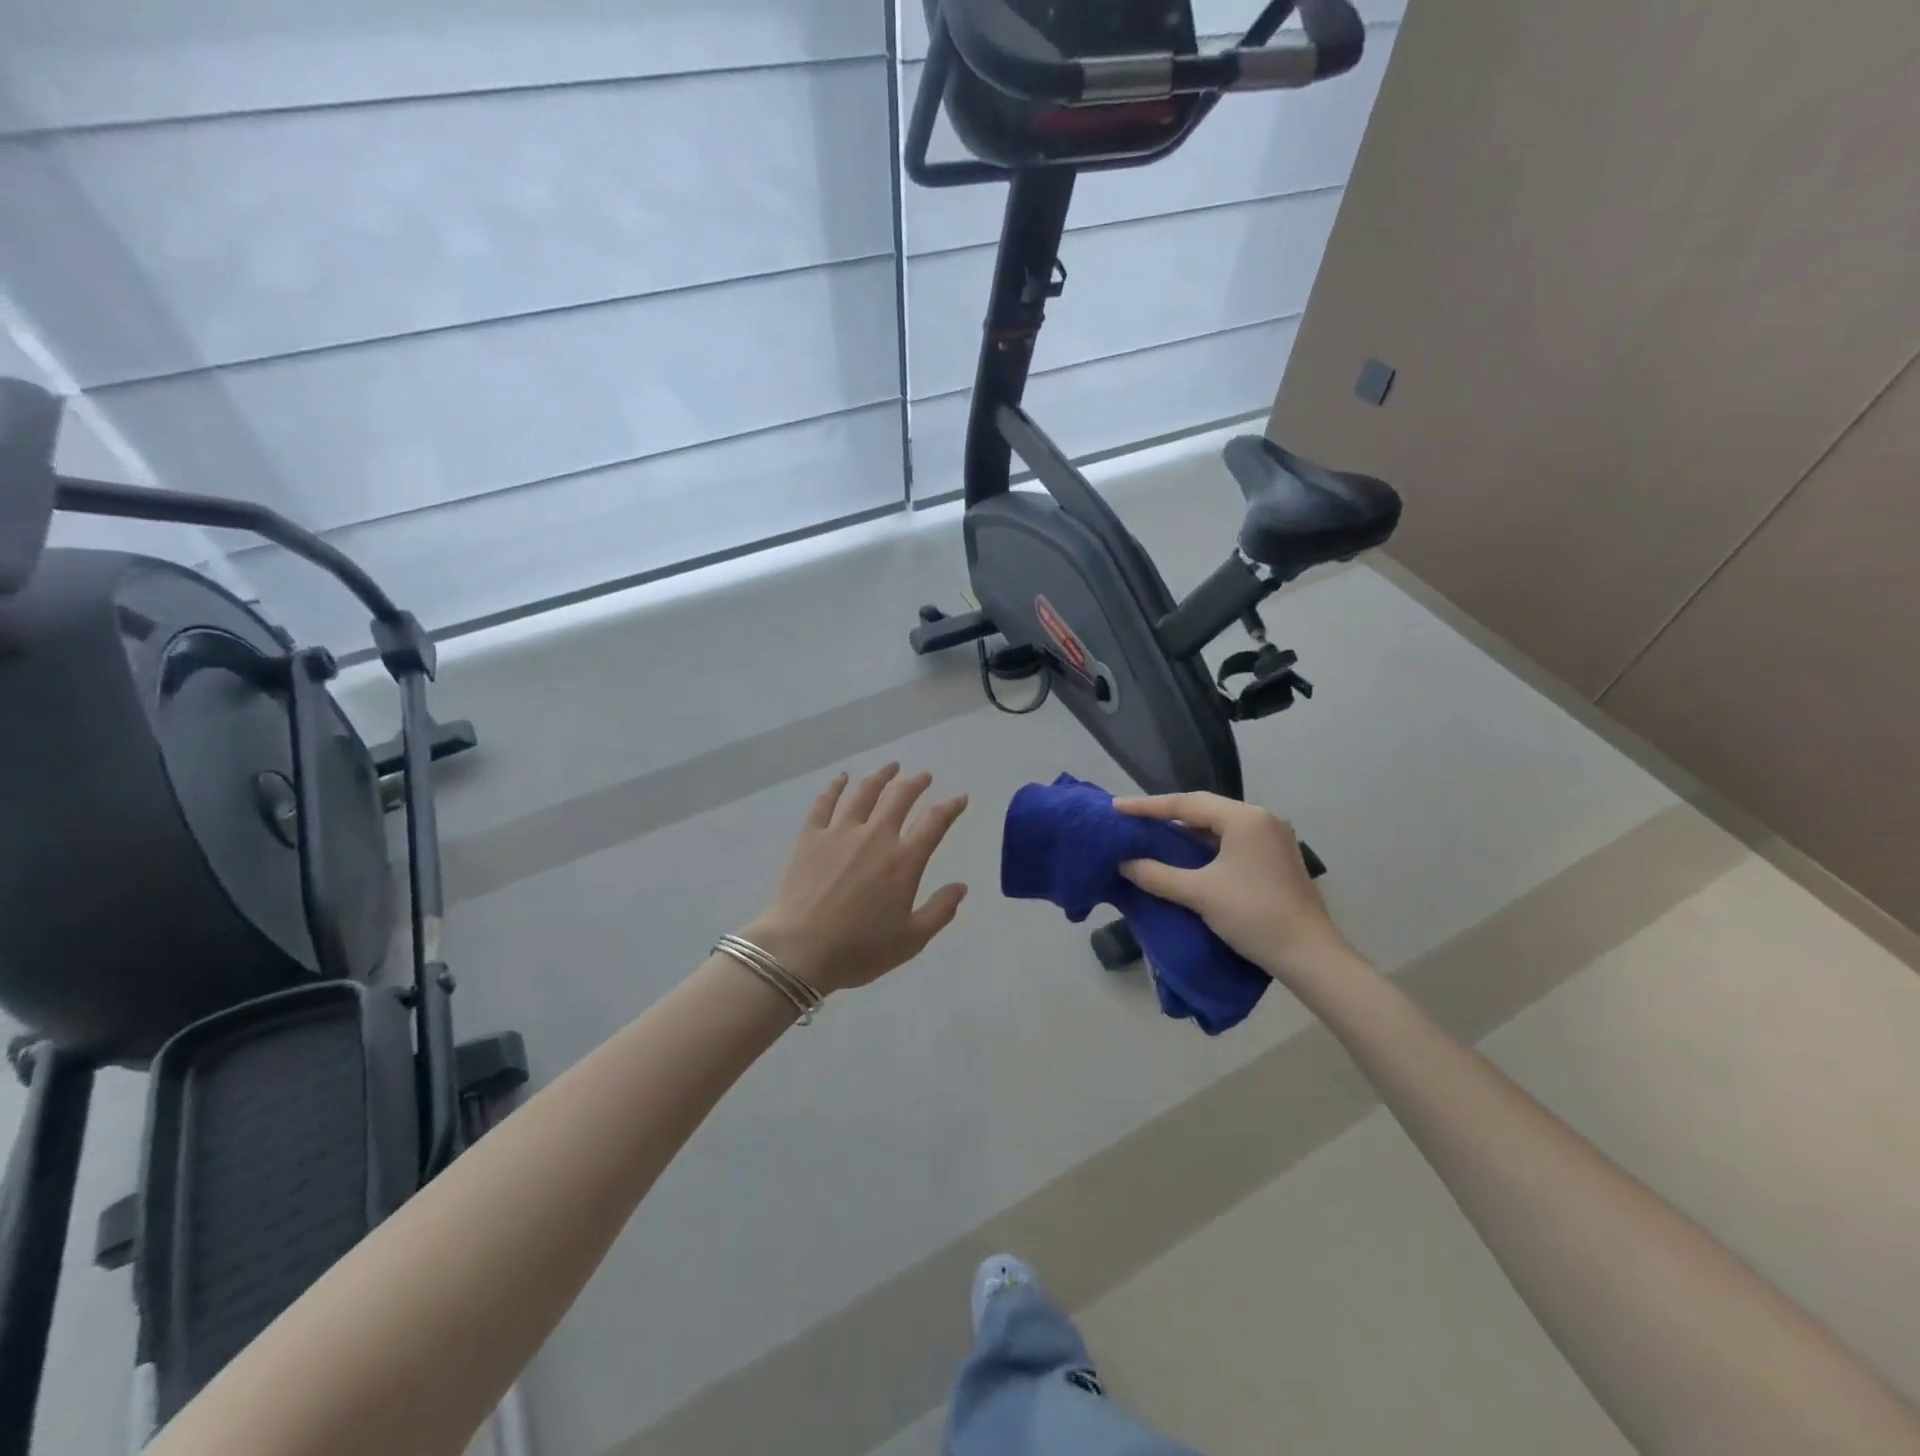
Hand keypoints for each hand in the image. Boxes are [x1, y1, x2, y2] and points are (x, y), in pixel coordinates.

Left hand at [744, 764, 969, 995]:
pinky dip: (835, 786)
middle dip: (916, 783)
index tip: (959, 798)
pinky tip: (842, 778)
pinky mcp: (810, 836)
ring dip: (881, 776)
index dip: (951, 807)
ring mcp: (840, 832)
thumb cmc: (858, 950)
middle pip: (900, 797)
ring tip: (891, 767)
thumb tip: (961, 887)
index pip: (934, 823)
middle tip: (923, 776)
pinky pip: (825, 802)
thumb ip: (940, 911)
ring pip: (864, 792)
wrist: (798, 951)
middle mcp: (875, 837)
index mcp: (904, 861)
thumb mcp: (911, 940)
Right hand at [1115, 792, 1350, 978]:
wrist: (1310, 955)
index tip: (1117, 807)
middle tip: (1133, 818)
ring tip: (1154, 834)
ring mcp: (1273, 838)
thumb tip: (1125, 864)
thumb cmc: (1253, 915)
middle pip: (1204, 809)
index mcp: (1244, 818)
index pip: (1186, 804)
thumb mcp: (1199, 893)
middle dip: (1167, 814)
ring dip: (1187, 830)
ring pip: (1219, 825)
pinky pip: (1232, 840)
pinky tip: (1188, 855)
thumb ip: (1158, 875)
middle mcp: (1261, 819)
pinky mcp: (1277, 858)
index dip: (1147, 806)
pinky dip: (1206, 844)